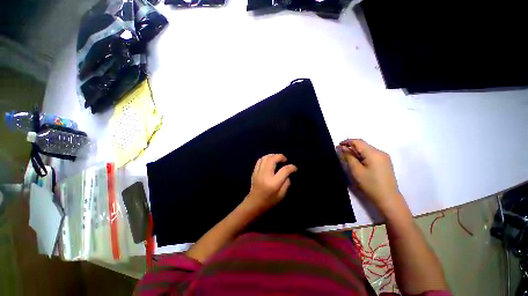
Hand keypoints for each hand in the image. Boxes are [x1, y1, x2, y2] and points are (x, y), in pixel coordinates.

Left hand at [243, 154, 297, 213]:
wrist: (254, 203)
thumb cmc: (269, 201)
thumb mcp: (282, 195)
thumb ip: (286, 183)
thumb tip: (287, 173)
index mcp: (273, 183)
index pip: (284, 170)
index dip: (291, 167)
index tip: (294, 168)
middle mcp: (265, 175)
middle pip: (273, 159)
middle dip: (281, 156)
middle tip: (285, 160)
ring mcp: (258, 172)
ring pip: (265, 158)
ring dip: (273, 155)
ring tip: (278, 159)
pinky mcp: (254, 171)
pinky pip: (260, 160)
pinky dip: (266, 158)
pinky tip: (270, 161)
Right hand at [337, 139, 403, 212]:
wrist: (388, 198)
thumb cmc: (370, 184)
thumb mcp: (356, 170)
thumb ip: (348, 157)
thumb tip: (341, 147)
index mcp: (374, 153)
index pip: (358, 142)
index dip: (347, 142)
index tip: (338, 146)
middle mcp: (380, 152)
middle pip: (363, 145)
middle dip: (351, 147)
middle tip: (341, 154)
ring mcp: (384, 157)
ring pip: (367, 150)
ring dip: (356, 152)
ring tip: (348, 159)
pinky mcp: (385, 163)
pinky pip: (371, 155)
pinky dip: (363, 156)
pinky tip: (358, 163)